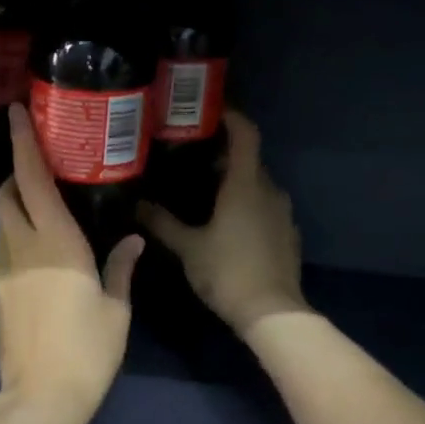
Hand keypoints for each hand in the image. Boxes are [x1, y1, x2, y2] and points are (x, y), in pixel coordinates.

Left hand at [0, 104, 142, 423]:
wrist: (41, 397)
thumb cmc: (88, 350)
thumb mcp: (116, 309)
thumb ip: (122, 268)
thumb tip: (133, 241)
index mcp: (56, 242)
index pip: (31, 180)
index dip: (23, 144)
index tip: (15, 114)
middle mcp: (22, 248)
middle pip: (4, 196)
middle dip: (14, 175)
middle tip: (40, 172)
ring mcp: (3, 272)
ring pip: (0, 224)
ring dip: (13, 207)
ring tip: (41, 210)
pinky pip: (2, 251)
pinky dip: (14, 238)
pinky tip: (38, 252)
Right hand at [139, 111, 308, 336]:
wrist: (271, 311)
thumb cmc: (227, 272)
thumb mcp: (188, 248)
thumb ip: (162, 223)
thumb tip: (137, 204)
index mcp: (245, 185)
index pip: (245, 134)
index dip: (231, 117)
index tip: (209, 112)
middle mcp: (269, 191)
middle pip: (250, 160)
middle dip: (224, 155)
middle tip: (192, 160)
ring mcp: (282, 214)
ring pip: (258, 186)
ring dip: (235, 183)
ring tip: (206, 193)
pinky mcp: (287, 235)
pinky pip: (265, 208)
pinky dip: (247, 206)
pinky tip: (228, 225)